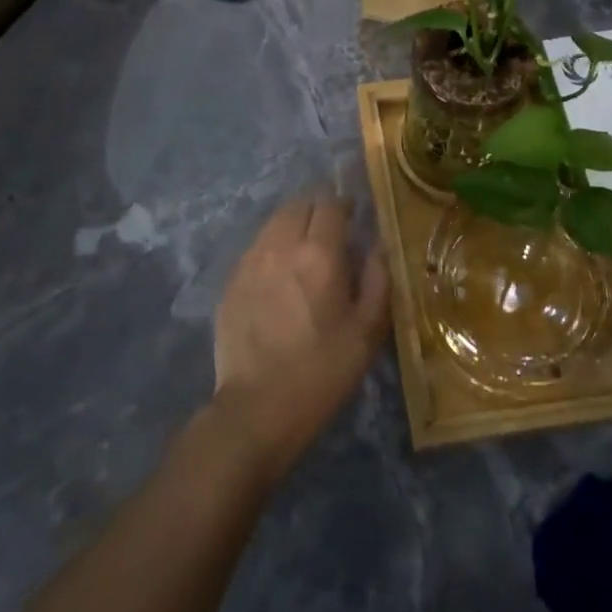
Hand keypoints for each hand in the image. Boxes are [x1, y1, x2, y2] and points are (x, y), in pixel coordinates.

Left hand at [211, 198, 390, 480]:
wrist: (257, 409)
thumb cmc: (322, 372)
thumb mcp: (367, 332)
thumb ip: (378, 278)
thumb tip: (380, 243)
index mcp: (319, 254)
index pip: (330, 204)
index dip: (344, 203)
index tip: (354, 213)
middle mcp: (281, 246)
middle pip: (298, 204)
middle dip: (318, 208)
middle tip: (332, 228)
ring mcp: (250, 261)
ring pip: (274, 222)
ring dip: (293, 224)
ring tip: (305, 248)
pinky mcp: (231, 281)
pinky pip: (256, 247)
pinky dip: (272, 247)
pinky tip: (279, 273)